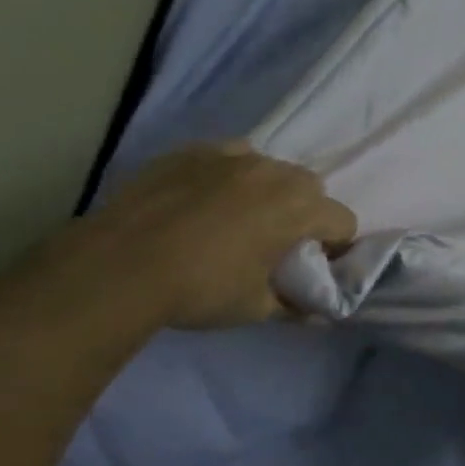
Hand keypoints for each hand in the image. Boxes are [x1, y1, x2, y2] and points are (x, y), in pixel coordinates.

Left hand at [78, 143, 355, 328]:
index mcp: (298, 208)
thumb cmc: (202, 289)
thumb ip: (295, 306)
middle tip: (279, 245)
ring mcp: (229, 155)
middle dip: (306, 214)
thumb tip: (318, 314)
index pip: (343, 220)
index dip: (337, 247)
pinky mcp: (190, 151)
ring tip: (240, 220)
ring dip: (269, 191)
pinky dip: (230, 176)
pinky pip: (228, 157)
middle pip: (310, 187)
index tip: (315, 267)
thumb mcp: (256, 307)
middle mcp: (272, 171)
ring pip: (269, 168)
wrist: (121, 265)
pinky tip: (205, 201)